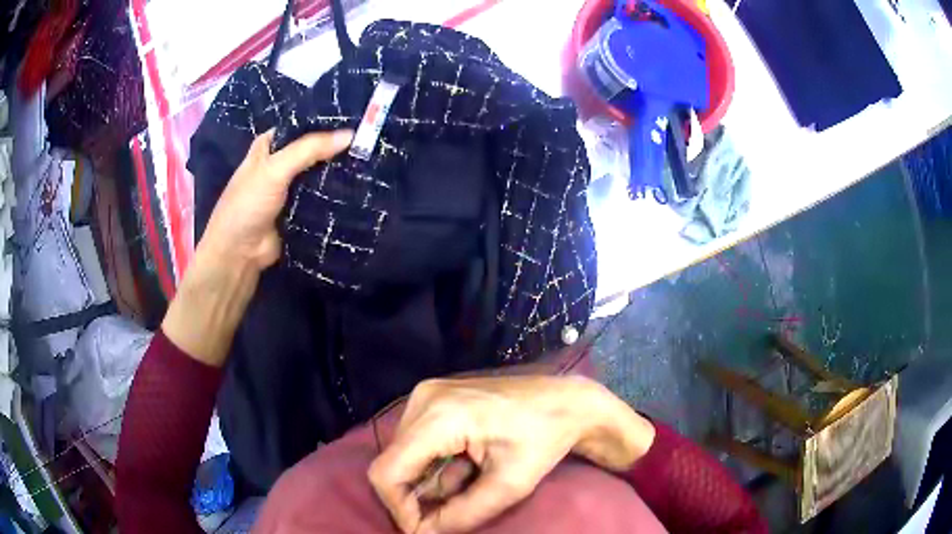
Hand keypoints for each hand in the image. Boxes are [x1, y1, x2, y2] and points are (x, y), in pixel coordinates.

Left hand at [162, 129, 351, 366]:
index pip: (299, 125)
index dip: (323, 120)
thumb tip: (351, 135)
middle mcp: (279, 164)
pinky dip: (335, 193)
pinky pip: (321, 197)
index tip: (355, 115)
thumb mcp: (274, 169)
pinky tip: (360, 185)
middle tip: (370, 137)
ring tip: (371, 157)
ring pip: (318, 173)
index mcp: (268, 147)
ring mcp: (290, 189)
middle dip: (335, 145)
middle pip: (312, 149)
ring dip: (338, 170)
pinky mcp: (299, 211)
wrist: (239, 254)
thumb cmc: (248, 204)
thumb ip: (309, 149)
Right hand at [368, 376, 655, 533]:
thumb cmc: (543, 440)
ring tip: (471, 480)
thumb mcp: (508, 486)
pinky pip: (417, 443)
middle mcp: (422, 399)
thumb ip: (461, 515)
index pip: (387, 471)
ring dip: (429, 481)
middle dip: (416, 497)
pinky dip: (435, 465)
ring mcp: (427, 395)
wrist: (566, 402)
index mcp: (438, 416)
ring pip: (404, 455)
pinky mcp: (435, 399)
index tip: (422, 530)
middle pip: (393, 463)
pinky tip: (468, 465)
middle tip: (451, 512)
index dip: (397, 507)